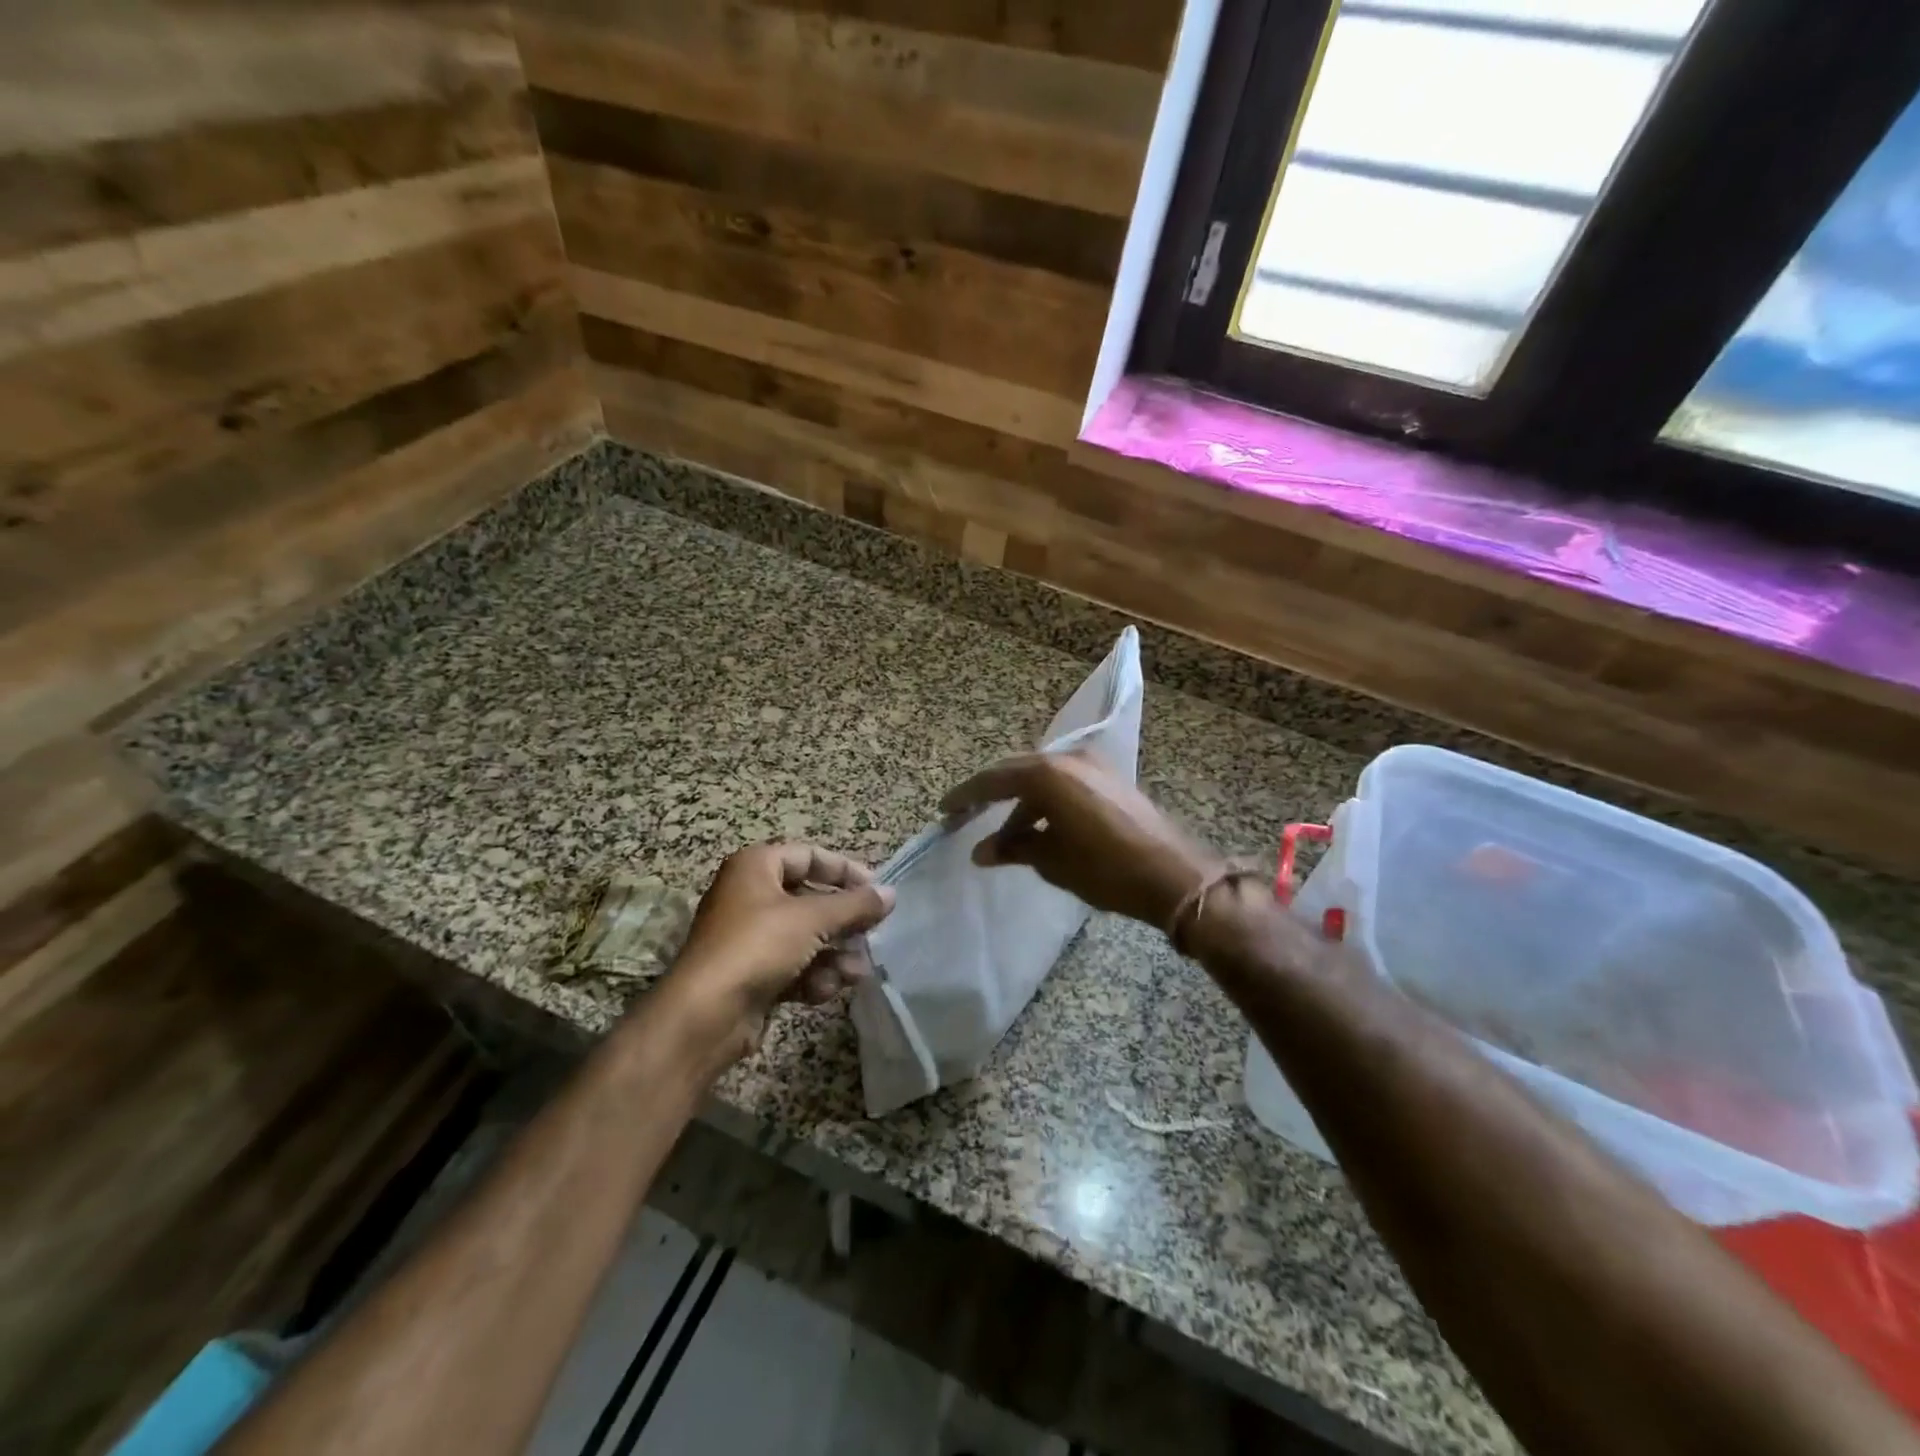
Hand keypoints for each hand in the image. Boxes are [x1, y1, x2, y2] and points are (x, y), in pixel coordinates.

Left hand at [656, 843, 894, 1066]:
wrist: (705, 1015)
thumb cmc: (757, 946)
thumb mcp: (812, 918)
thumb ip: (855, 905)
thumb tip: (891, 894)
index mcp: (755, 867)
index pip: (809, 856)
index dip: (845, 870)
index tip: (876, 889)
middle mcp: (750, 896)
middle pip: (810, 900)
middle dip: (843, 922)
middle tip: (873, 934)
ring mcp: (750, 938)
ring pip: (806, 938)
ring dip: (834, 954)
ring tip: (856, 971)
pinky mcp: (753, 974)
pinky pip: (794, 966)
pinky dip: (813, 976)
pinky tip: (827, 990)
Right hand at [940, 752, 1223, 928]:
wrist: (1172, 875)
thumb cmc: (1105, 869)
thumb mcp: (1052, 861)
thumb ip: (1014, 849)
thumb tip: (981, 851)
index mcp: (1048, 774)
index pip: (994, 780)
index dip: (966, 796)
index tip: (945, 810)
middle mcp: (1069, 760)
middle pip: (1017, 772)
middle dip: (992, 795)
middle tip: (967, 816)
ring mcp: (1093, 766)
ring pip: (1043, 779)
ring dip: (1022, 805)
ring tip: (1007, 839)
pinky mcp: (1110, 780)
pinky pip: (1065, 784)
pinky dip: (1047, 803)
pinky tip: (1040, 830)